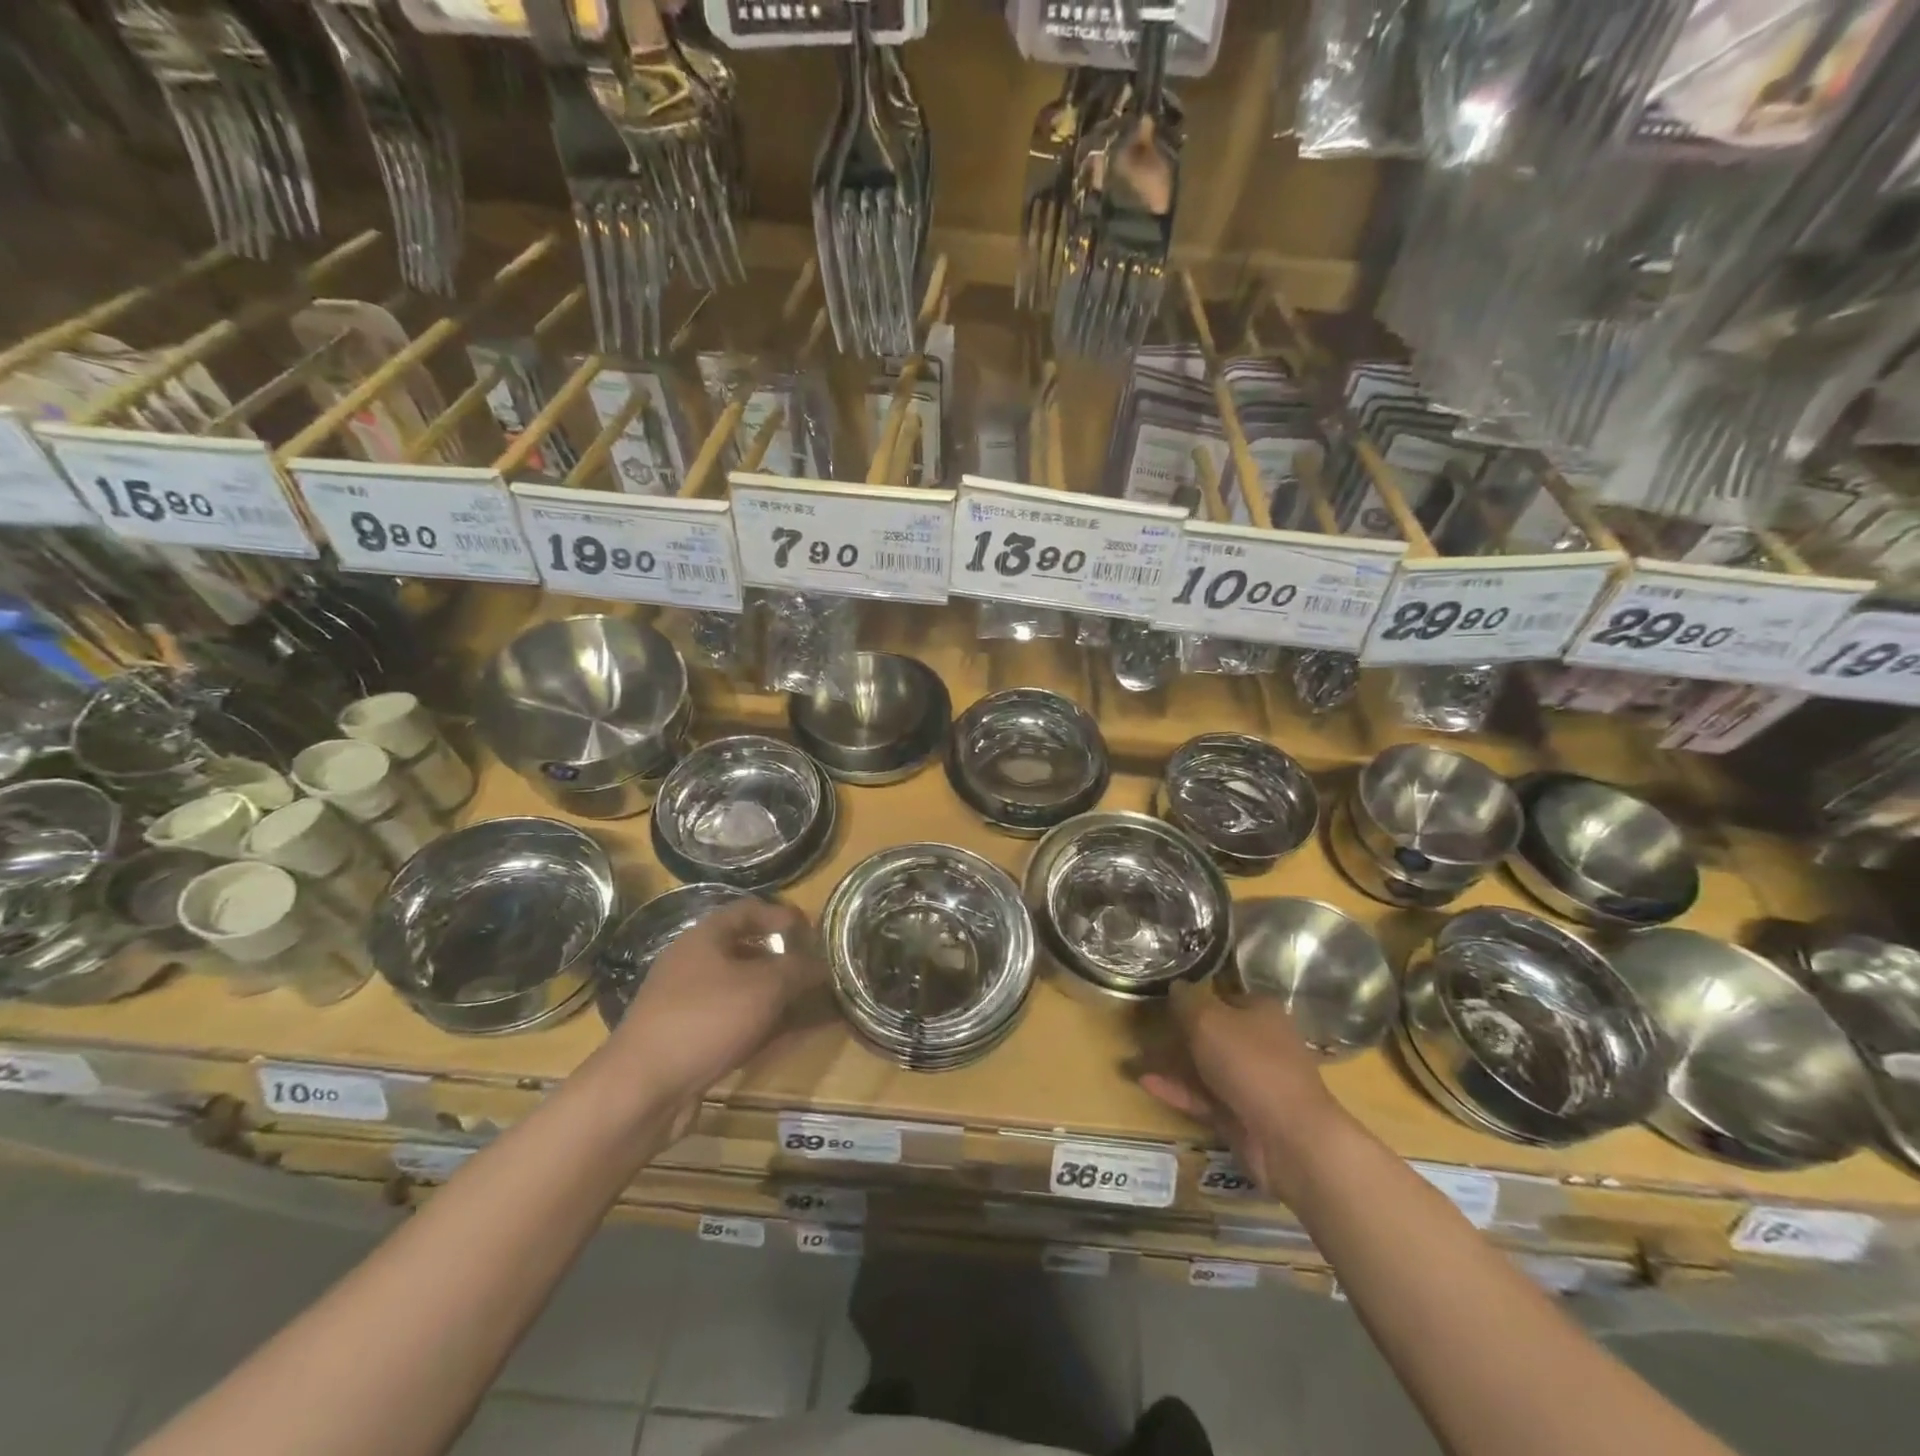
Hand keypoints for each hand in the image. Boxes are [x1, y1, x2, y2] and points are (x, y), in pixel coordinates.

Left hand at [606, 899, 824, 1114]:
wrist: (643, 1090)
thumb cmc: (707, 1019)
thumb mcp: (765, 986)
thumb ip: (800, 969)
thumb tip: (823, 964)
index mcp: (704, 938)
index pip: (748, 910)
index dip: (782, 916)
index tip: (814, 931)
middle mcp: (694, 965)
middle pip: (747, 952)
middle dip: (786, 961)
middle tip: (819, 970)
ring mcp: (689, 1005)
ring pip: (744, 991)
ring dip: (780, 996)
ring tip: (816, 1005)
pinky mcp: (690, 1041)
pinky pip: (737, 1023)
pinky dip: (766, 1025)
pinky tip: (793, 1036)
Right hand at [1139, 980, 1347, 1197]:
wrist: (1289, 1138)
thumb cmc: (1250, 1063)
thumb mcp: (1208, 1020)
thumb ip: (1186, 1002)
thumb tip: (1176, 986)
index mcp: (1262, 1012)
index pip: (1225, 996)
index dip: (1196, 997)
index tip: (1164, 1000)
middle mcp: (1260, 1044)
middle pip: (1215, 1032)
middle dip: (1180, 1032)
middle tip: (1144, 1028)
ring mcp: (1251, 1082)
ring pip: (1206, 1066)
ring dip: (1173, 1062)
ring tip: (1135, 1056)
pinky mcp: (1240, 1115)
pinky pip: (1202, 1097)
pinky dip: (1177, 1089)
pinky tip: (1145, 1082)